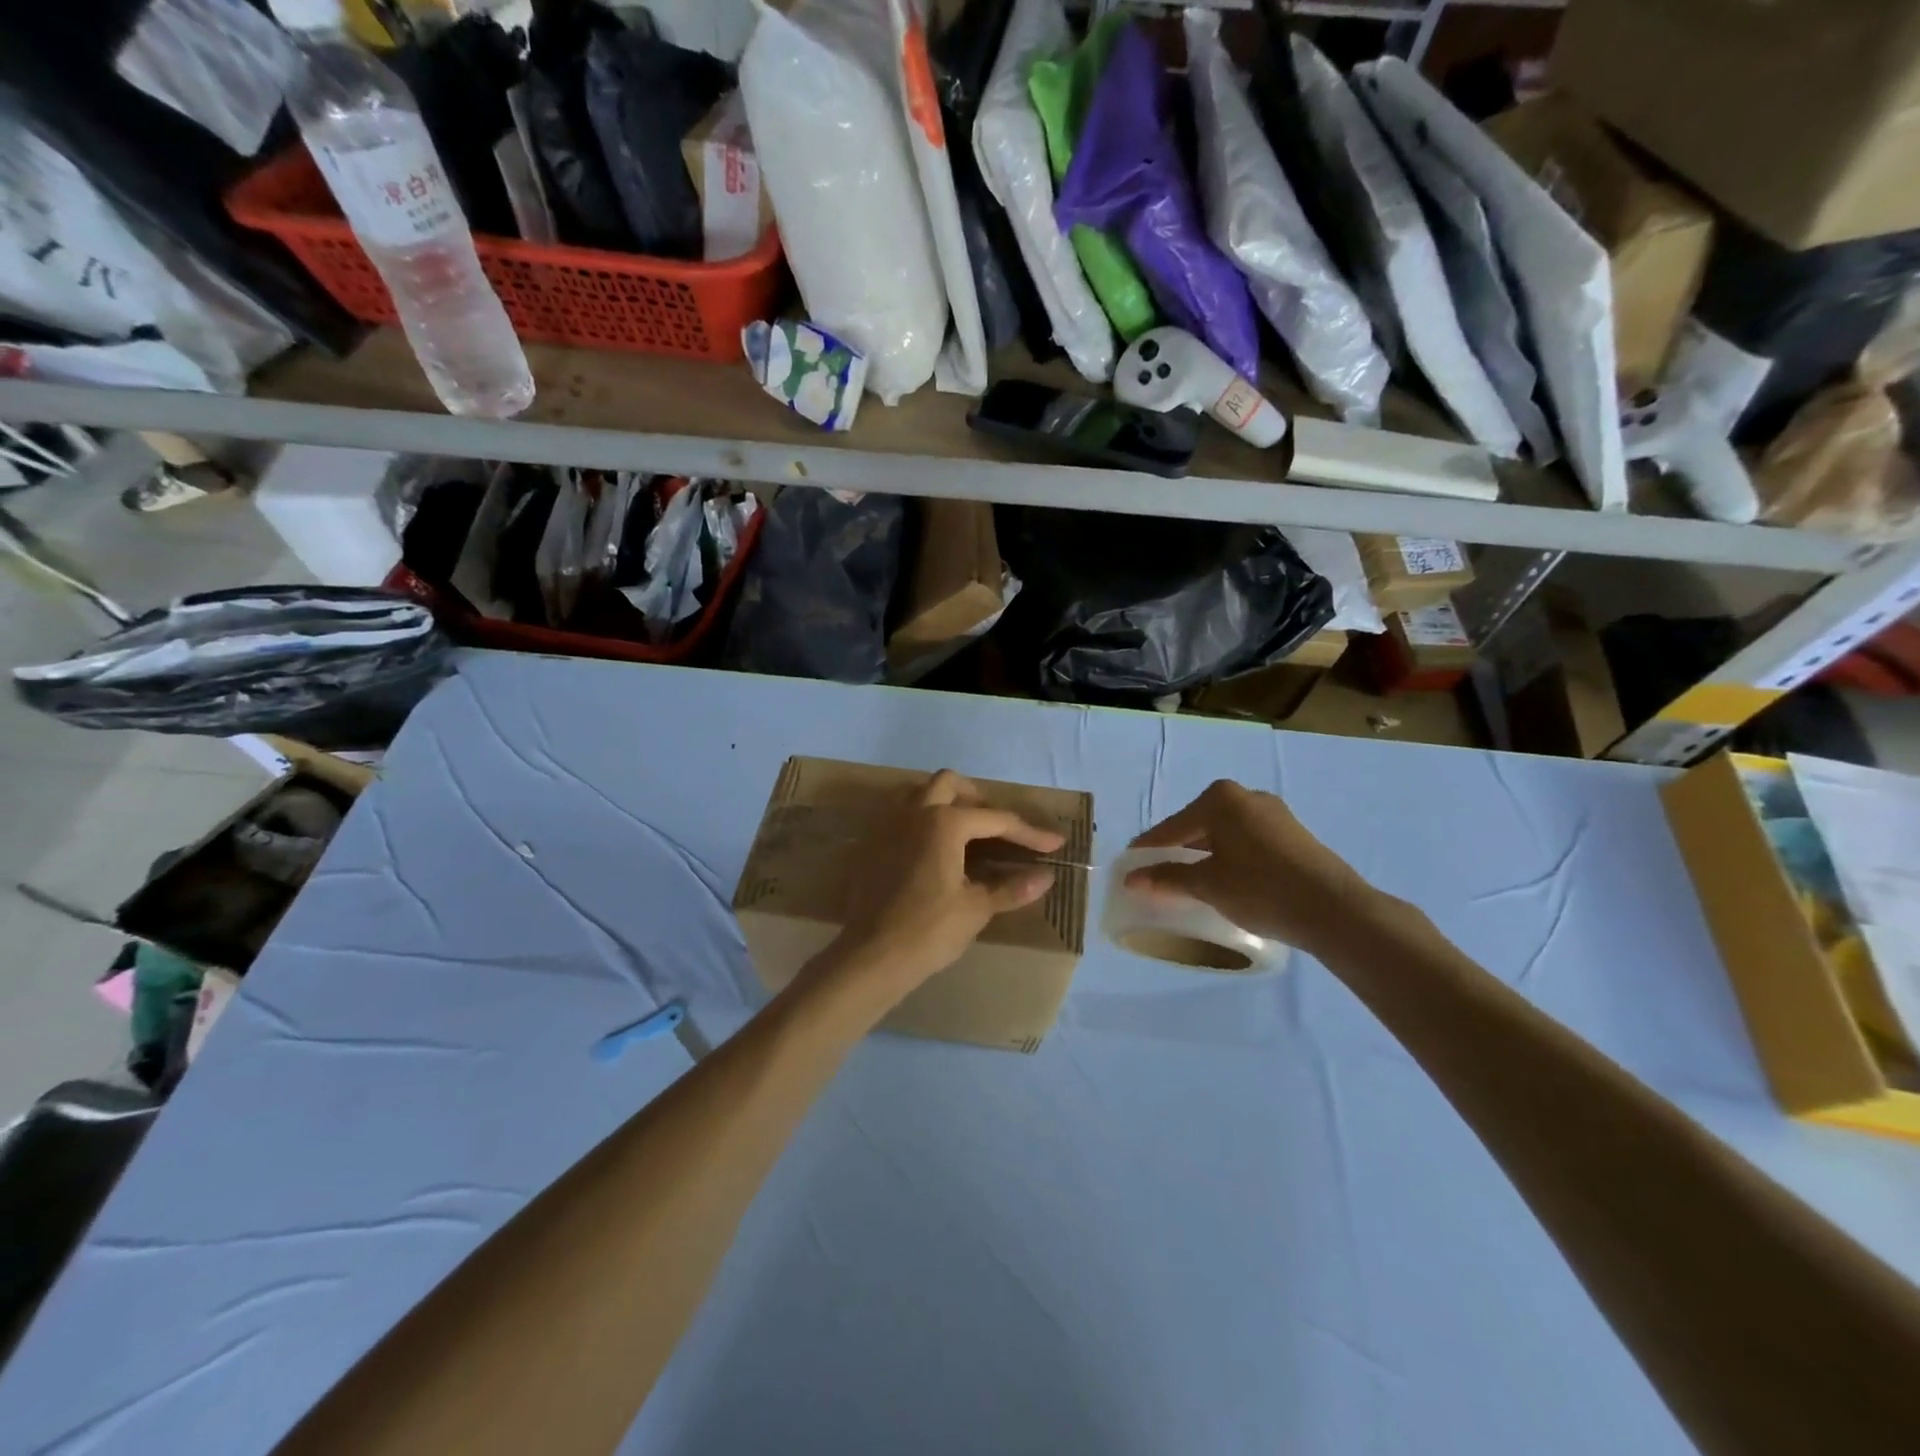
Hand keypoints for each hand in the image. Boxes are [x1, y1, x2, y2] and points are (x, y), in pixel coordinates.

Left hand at [809, 770, 1064, 1013]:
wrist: (871, 956)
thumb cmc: (928, 931)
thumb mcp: (975, 909)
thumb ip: (1011, 888)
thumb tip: (1046, 877)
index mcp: (944, 822)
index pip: (996, 819)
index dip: (1029, 833)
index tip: (1054, 844)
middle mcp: (913, 812)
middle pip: (950, 784)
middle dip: (979, 800)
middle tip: (999, 828)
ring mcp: (887, 825)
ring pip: (919, 793)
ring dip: (945, 802)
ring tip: (965, 832)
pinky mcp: (871, 843)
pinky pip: (899, 815)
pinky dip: (921, 820)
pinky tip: (932, 849)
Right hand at [1126, 780, 1379, 957]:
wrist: (1335, 909)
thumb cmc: (1261, 889)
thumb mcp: (1207, 885)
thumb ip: (1167, 878)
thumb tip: (1132, 879)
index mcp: (1220, 799)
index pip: (1171, 827)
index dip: (1148, 850)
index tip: (1128, 868)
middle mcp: (1246, 796)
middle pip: (1197, 826)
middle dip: (1176, 851)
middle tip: (1156, 876)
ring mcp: (1273, 813)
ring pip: (1223, 834)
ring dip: (1203, 856)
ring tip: (1188, 882)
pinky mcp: (1292, 834)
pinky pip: (1245, 842)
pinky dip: (1228, 858)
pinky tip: (1224, 880)